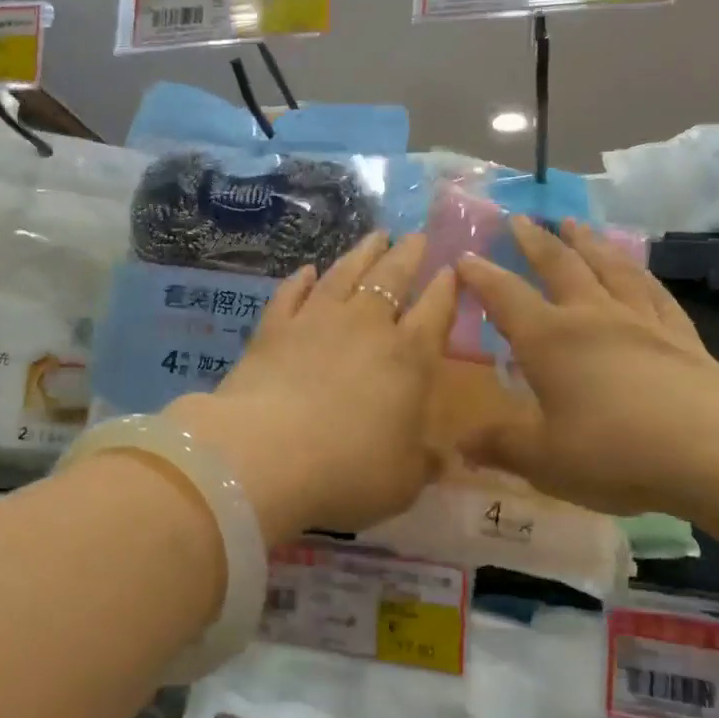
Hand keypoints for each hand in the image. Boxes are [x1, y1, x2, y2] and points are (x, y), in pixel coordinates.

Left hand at [167, 232, 456, 543]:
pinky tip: (308, 271)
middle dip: (408, 254)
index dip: (447, 288)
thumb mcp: (403, 481)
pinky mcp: (273, 328)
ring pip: (345, 273)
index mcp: (408, 357)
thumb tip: (444, 458)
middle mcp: (366, 326)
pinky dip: (301, 279)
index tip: (452, 268)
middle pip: (392, 277)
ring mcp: (316, 320)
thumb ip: (425, 463)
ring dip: (362, 252)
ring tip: (375, 236)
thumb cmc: (348, 471)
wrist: (266, 455)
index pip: (435, 310)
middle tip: (416, 236)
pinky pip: (291, 293)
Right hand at [453, 216, 718, 518]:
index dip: (481, 276)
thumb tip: (460, 445)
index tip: (464, 257)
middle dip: (536, 241)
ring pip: (609, 268)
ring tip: (575, 223)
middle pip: (560, 266)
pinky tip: (638, 270)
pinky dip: (640, 274)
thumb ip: (501, 446)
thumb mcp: (545, 460)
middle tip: (520, 218)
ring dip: (588, 242)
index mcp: (549, 340)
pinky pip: (654, 293)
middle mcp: (591, 317)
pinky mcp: (682, 337)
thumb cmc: (616, 452)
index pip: (505, 296)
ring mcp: (641, 322)